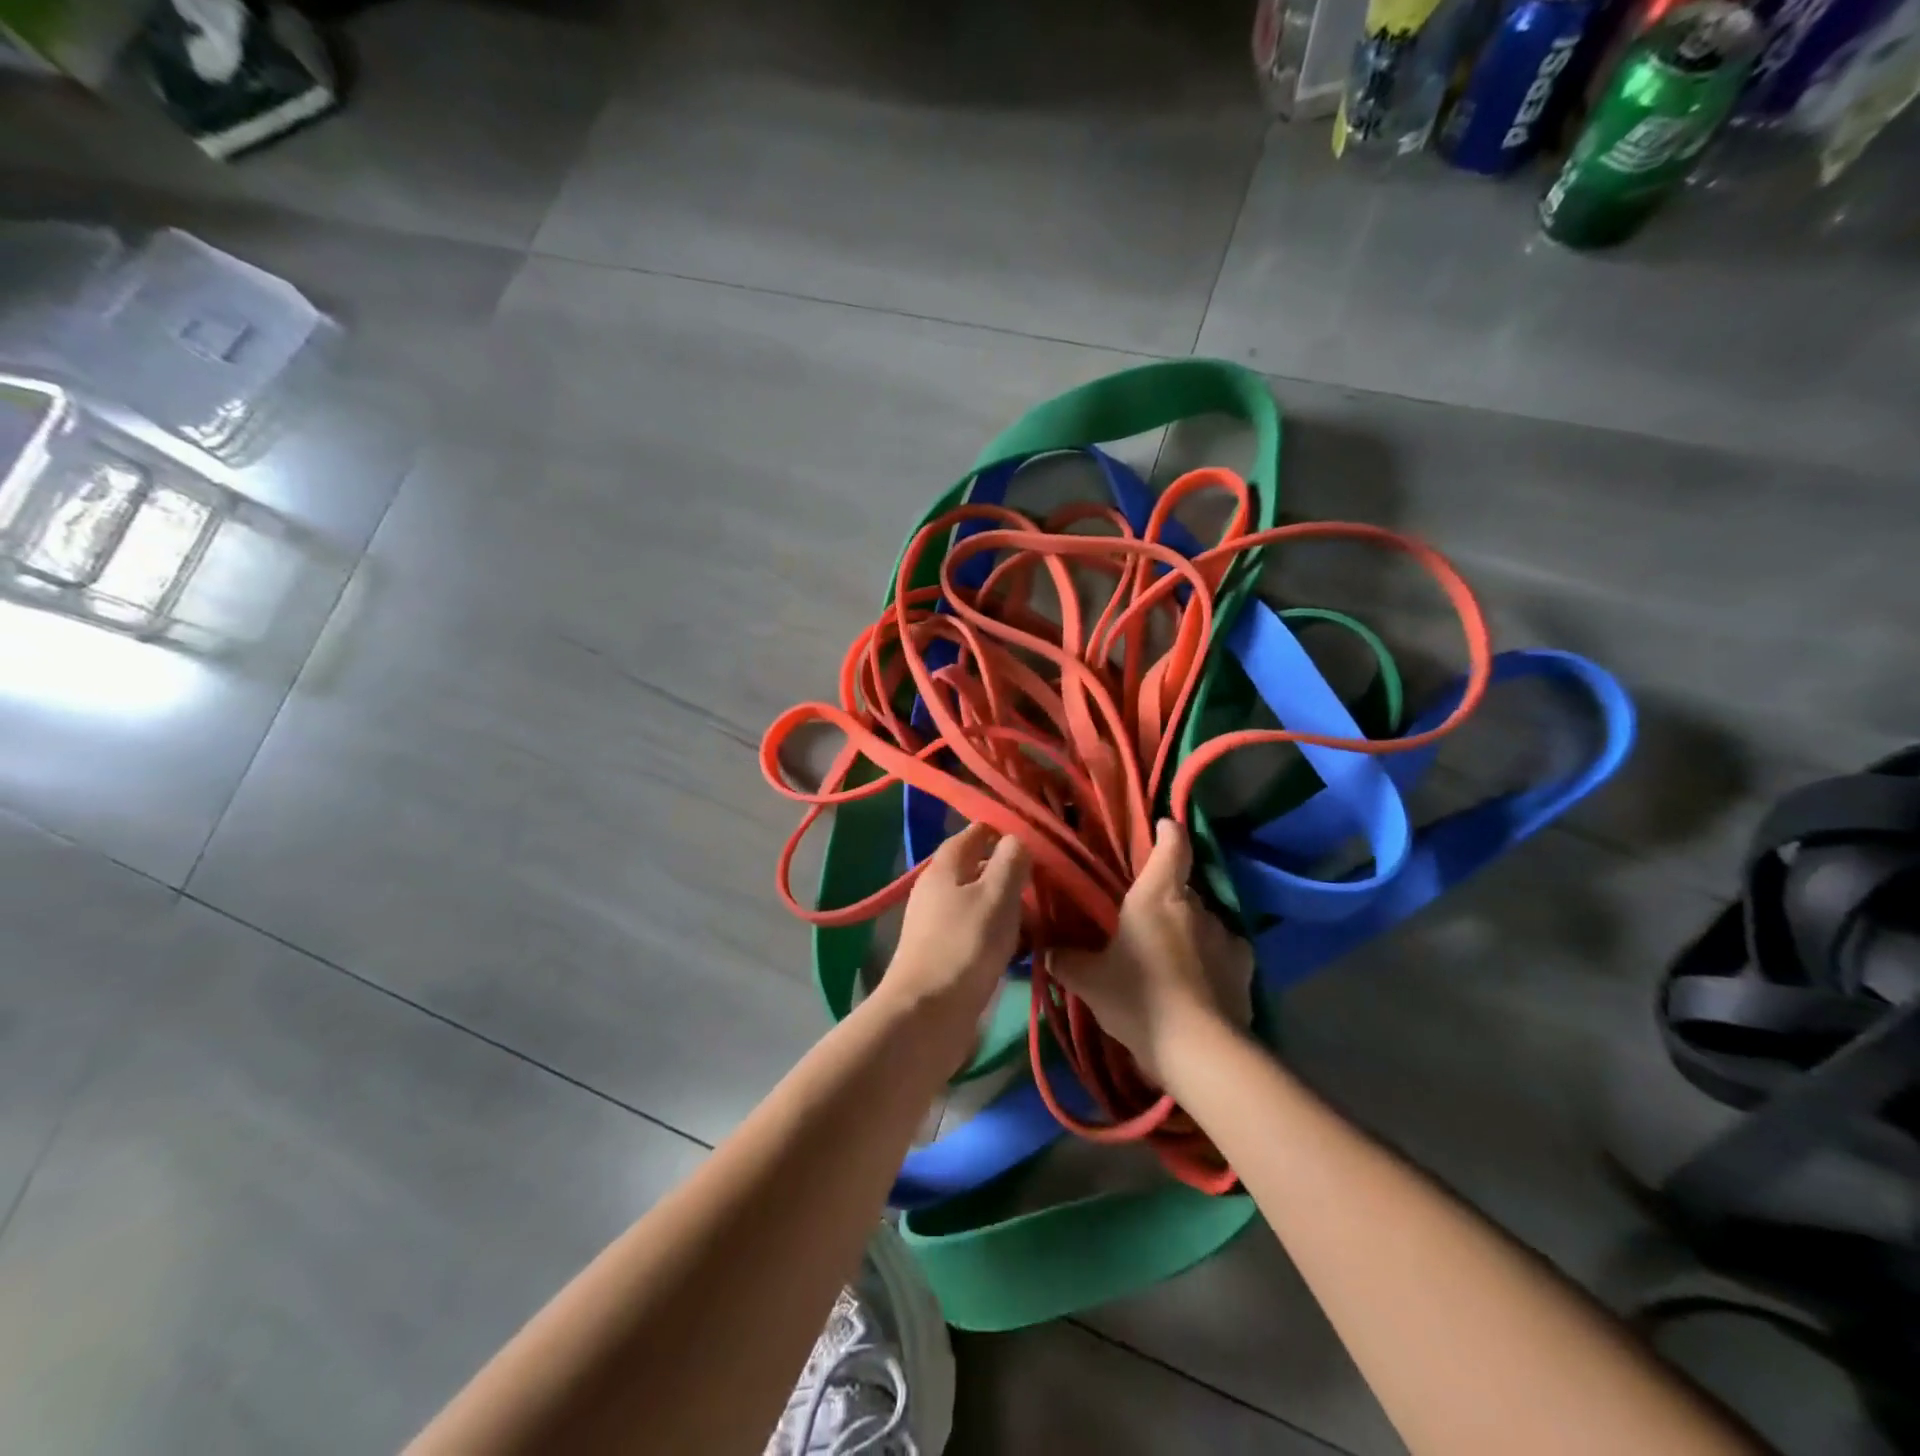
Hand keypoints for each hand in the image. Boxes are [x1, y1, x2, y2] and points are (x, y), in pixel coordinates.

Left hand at [877, 821, 1029, 1071]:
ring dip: (1012, 907)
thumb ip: (1011, 861)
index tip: (1039, 836)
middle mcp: (938, 889)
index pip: (976, 832)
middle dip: (1014, 872)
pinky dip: (1003, 934)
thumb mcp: (997, 895)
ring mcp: (940, 923)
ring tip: (1048, 915)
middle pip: (981, 869)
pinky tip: (1028, 946)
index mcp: (946, 866)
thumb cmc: (965, 945)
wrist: (927, 1015)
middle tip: (1052, 880)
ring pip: (983, 903)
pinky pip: (980, 932)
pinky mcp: (947, 954)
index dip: (1005, 829)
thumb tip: (1018, 838)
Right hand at [1050, 819, 1252, 1087]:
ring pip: (1202, 919)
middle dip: (1166, 895)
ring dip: (1188, 929)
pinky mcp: (1244, 967)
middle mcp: (1196, 906)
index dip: (1167, 832)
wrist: (1200, 1051)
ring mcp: (1225, 935)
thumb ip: (1066, 960)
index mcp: (1158, 895)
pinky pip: (1224, 950)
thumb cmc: (1139, 999)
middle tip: (1144, 915)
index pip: (1172, 846)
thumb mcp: (1089, 981)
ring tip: (1170, 953)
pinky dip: (1211, 957)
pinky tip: (1199, 979)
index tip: (1162, 827)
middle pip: (1182, 886)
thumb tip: (1047, 951)